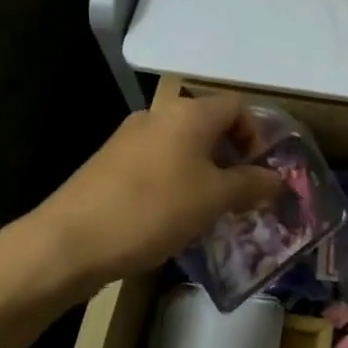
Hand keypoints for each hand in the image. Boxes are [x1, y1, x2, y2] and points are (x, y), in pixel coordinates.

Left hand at [35, 95, 284, 292]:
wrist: (71, 240)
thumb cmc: (154, 210)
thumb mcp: (214, 199)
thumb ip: (251, 185)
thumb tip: (277, 179)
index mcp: (188, 113)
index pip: (237, 107)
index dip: (257, 136)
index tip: (261, 174)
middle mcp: (158, 115)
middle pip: (208, 126)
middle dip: (231, 159)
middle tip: (241, 197)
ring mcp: (129, 138)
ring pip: (181, 148)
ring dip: (203, 174)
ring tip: (210, 212)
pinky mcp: (110, 164)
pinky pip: (156, 165)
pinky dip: (175, 183)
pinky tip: (172, 218)